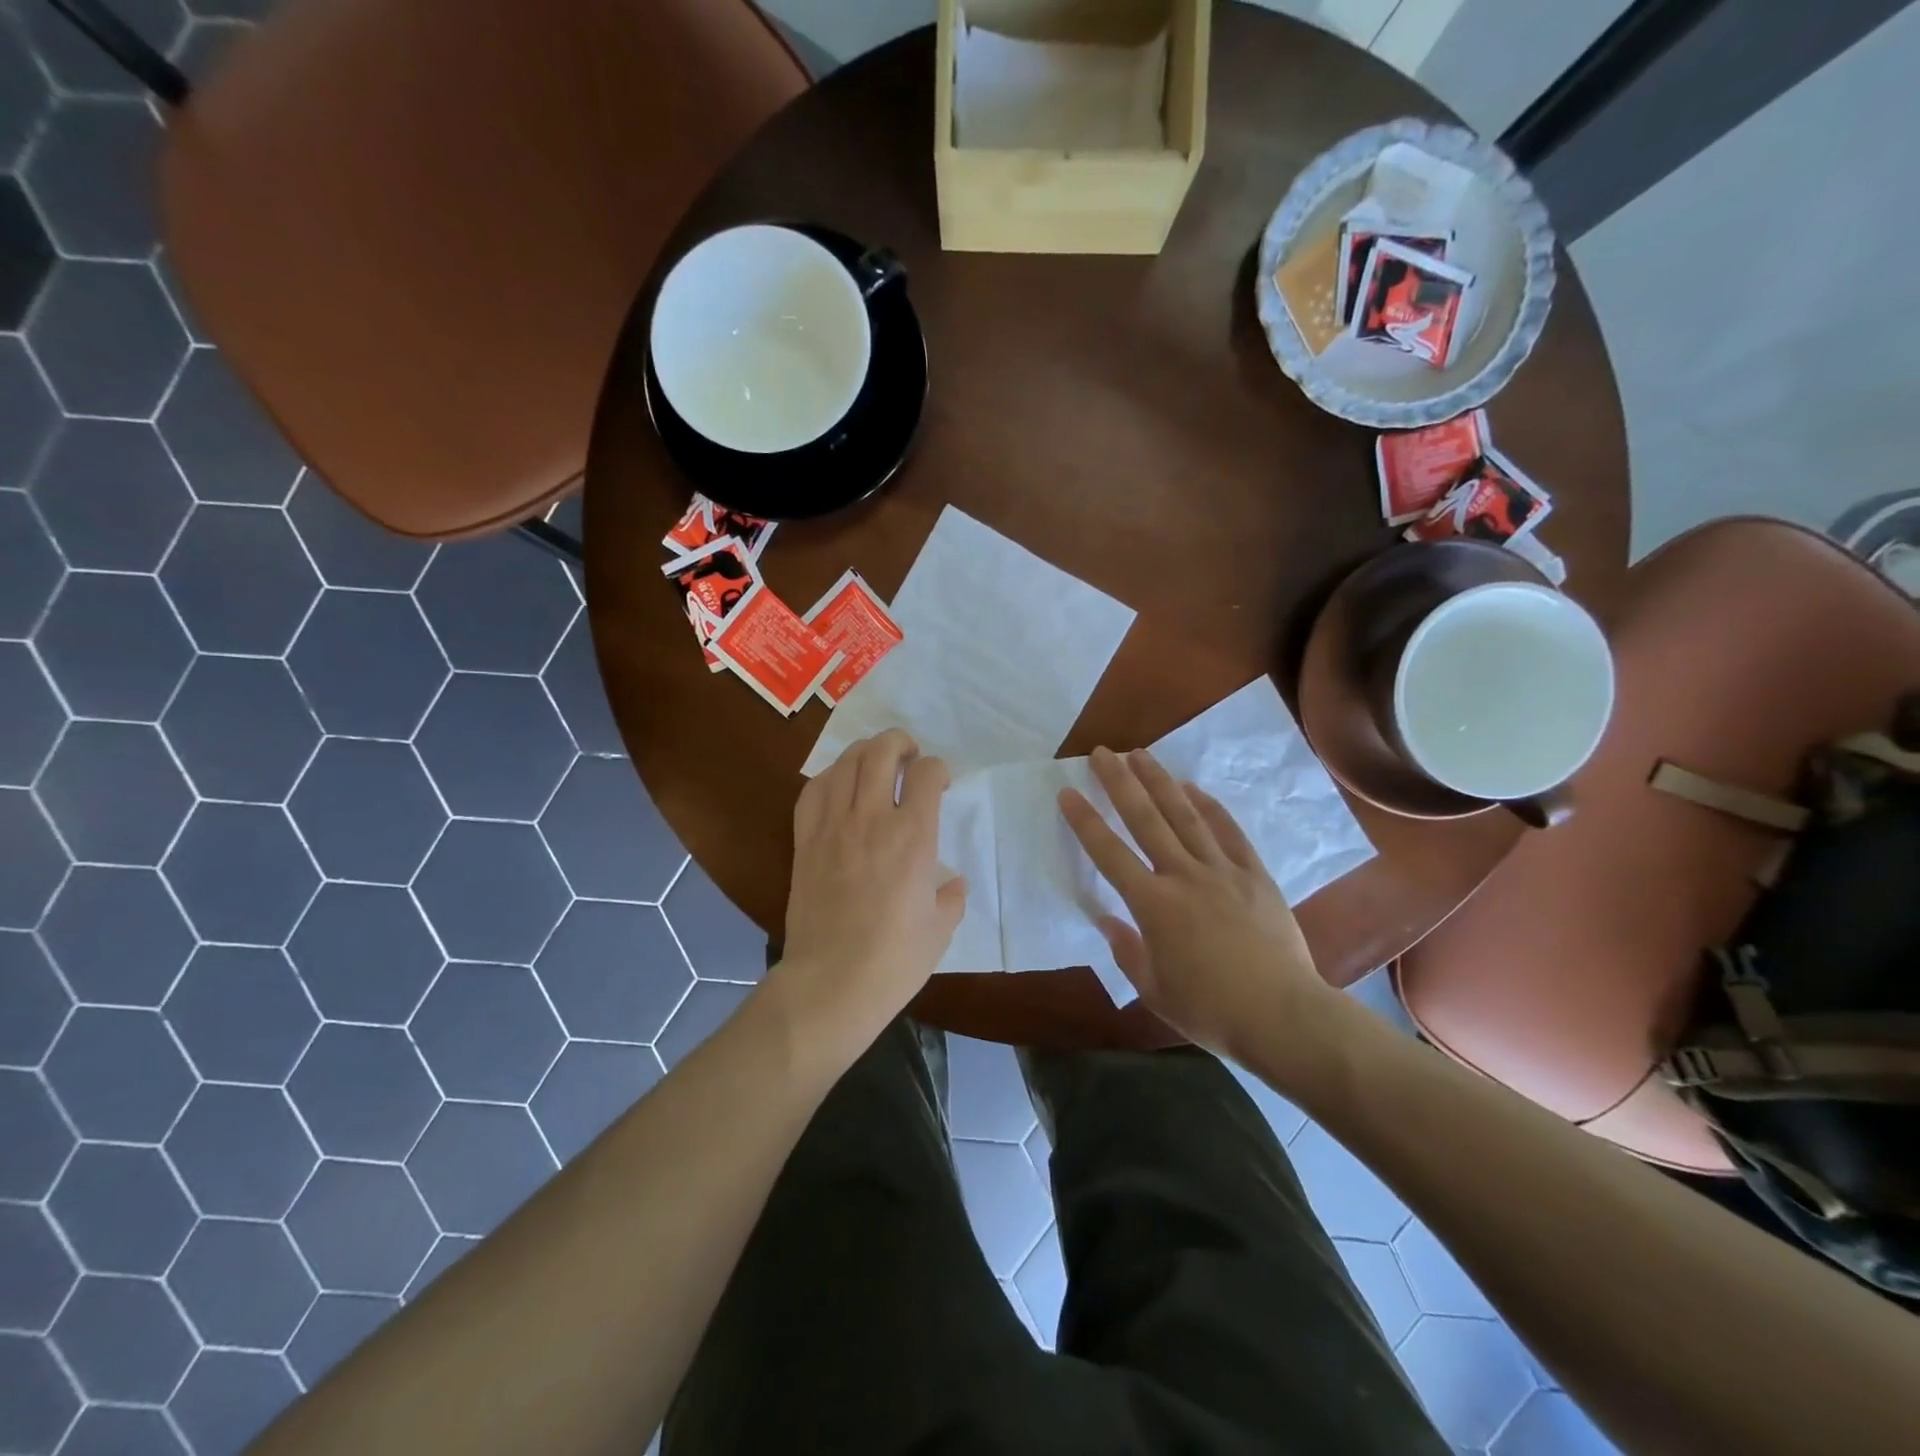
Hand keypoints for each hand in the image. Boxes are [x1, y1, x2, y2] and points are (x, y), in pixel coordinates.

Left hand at [778, 730, 965, 1045]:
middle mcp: (872, 818)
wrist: (831, 983)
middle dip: (900, 742)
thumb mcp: (941, 929)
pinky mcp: (805, 841)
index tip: (940, 784)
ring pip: (846, 762)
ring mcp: (833, 826)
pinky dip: (830, 777)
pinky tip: (838, 786)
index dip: (938, 769)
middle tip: (909, 757)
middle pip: (882, 751)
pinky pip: (813, 791)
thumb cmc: (894, 960)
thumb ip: (951, 897)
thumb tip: (952, 883)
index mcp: (914, 836)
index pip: (927, 773)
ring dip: (865, 752)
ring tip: (875, 763)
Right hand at [1060, 746, 1334, 1061]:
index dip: (1085, 821)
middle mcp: (1184, 877)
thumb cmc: (1210, 1011)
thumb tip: (1108, 920)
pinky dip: (1210, 807)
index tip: (1068, 792)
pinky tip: (1194, 789)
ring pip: (1185, 816)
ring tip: (1141, 754)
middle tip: (1102, 753)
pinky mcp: (1254, 875)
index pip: (1109, 854)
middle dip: (1120, 783)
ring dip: (1161, 782)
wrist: (1282, 1017)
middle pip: (1146, 820)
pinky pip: (1229, 832)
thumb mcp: (1154, 990)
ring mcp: (1222, 871)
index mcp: (1154, 905)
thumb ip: (1127, 950)